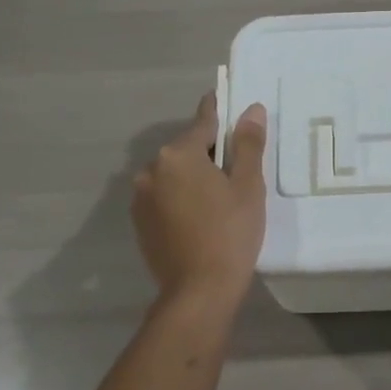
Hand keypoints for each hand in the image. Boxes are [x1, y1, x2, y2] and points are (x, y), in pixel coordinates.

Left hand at [133, 94, 267, 307]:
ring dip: (192, 177)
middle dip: (208, 153)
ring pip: (173, 174)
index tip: (223, 99)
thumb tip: (252, 109)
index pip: (203, 122)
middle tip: (236, 169)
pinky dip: (179, 198)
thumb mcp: (248, 186)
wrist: (199, 290)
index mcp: (179, 154)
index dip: (218, 111)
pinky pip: (163, 196)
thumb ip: (248, 145)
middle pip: (187, 149)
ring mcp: (141, 196)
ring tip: (218, 198)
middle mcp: (152, 168)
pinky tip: (199, 217)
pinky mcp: (139, 221)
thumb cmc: (231, 233)